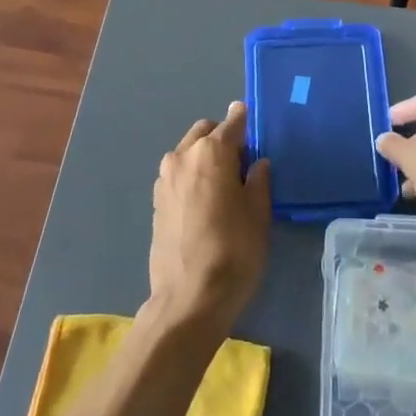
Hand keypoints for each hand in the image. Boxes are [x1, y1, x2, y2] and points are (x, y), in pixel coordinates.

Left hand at [147, 101, 270, 335]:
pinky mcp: (156, 202)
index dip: (245, 120)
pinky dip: (192, 175)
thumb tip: (256, 163)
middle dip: (222, 138)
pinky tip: (206, 200)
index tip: (252, 117)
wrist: (189, 298)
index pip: (232, 124)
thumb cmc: (234, 251)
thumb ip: (258, 180)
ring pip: (188, 152)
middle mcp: (182, 157)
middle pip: (205, 133)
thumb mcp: (259, 214)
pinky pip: (178, 174)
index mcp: (211, 153)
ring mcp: (164, 179)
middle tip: (243, 161)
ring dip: (205, 156)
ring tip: (225, 182)